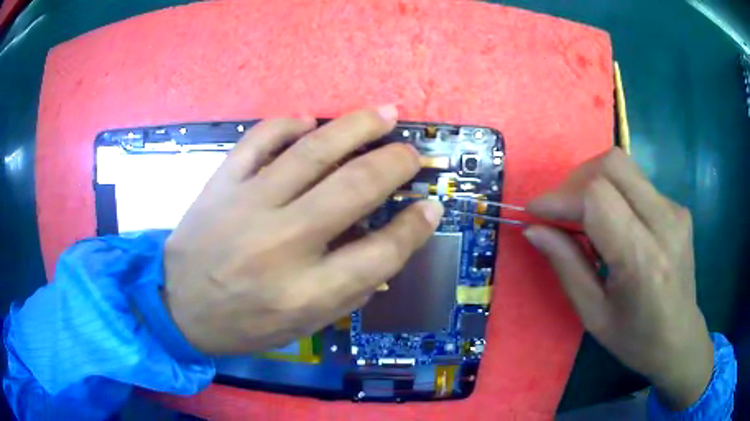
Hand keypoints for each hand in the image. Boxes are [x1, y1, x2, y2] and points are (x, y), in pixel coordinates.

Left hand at [163, 106, 443, 354]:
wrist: (176, 306)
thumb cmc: (242, 325)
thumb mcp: (302, 326)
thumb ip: (348, 291)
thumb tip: (388, 246)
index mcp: (306, 292)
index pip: (381, 253)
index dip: (415, 227)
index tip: (431, 207)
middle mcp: (282, 244)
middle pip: (355, 188)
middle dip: (395, 164)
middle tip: (413, 153)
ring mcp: (248, 206)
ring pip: (313, 152)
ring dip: (357, 127)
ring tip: (385, 115)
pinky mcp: (222, 184)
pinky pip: (259, 140)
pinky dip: (288, 124)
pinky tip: (309, 120)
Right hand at [524, 148, 712, 410]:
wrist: (680, 339)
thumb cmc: (635, 338)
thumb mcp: (593, 314)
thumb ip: (566, 266)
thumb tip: (534, 229)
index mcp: (642, 259)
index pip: (598, 197)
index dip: (561, 196)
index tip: (536, 211)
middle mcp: (664, 223)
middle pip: (612, 164)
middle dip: (577, 180)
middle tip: (562, 211)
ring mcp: (676, 211)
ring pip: (625, 167)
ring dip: (595, 183)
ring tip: (586, 218)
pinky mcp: (678, 208)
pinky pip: (638, 183)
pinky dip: (615, 194)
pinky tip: (616, 225)